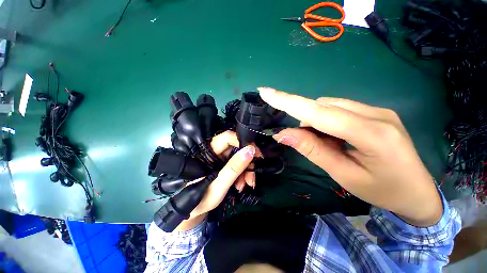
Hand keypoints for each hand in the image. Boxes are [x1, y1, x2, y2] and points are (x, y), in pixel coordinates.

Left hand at [174, 131, 257, 230]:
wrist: (194, 211)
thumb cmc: (200, 200)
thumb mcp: (218, 186)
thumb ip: (233, 168)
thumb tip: (250, 150)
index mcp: (208, 153)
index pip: (227, 137)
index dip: (242, 142)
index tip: (256, 153)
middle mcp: (215, 153)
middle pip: (236, 148)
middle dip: (248, 161)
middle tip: (253, 174)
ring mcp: (220, 159)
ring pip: (239, 157)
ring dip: (246, 170)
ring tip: (247, 184)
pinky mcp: (224, 166)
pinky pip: (238, 165)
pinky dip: (243, 174)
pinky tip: (241, 185)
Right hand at [258, 87, 442, 226]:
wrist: (418, 192)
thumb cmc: (383, 191)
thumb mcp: (343, 175)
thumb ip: (312, 150)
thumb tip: (283, 134)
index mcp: (371, 134)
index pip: (319, 112)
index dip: (289, 101)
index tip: (266, 92)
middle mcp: (375, 113)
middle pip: (323, 106)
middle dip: (303, 120)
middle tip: (300, 140)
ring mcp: (377, 110)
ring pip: (329, 106)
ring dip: (314, 121)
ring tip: (323, 143)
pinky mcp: (374, 112)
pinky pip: (339, 109)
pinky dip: (324, 120)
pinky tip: (331, 136)